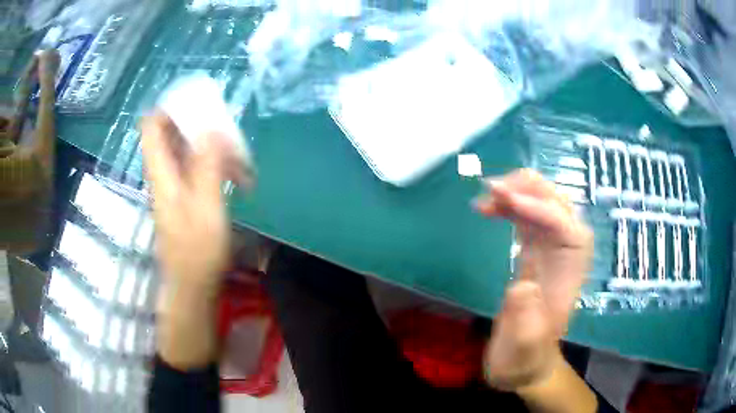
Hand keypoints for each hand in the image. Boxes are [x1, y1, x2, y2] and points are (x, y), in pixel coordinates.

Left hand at [141, 113, 234, 291]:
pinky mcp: (185, 194)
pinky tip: (237, 176)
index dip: (169, 107)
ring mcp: (174, 184)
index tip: (197, 102)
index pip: (152, 126)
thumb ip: (207, 166)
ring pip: (188, 149)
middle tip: (227, 129)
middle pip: (172, 133)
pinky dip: (216, 164)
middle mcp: (163, 173)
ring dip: (214, 147)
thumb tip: (212, 127)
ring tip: (240, 158)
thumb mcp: (206, 206)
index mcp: (161, 172)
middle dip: (200, 125)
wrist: (192, 284)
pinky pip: (197, 166)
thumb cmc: (197, 251)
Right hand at [473, 169, 592, 391]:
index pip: (564, 227)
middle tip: (493, 188)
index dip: (539, 208)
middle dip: (530, 189)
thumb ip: (525, 317)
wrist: (523, 361)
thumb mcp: (522, 346)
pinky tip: (490, 207)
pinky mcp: (534, 251)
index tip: (505, 200)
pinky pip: (527, 218)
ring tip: (487, 196)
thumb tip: (523, 283)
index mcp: (569, 273)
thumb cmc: (524, 355)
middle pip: (558, 206)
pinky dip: (509, 206)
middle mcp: (565, 254)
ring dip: (517, 193)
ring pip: (541, 205)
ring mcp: (550, 250)